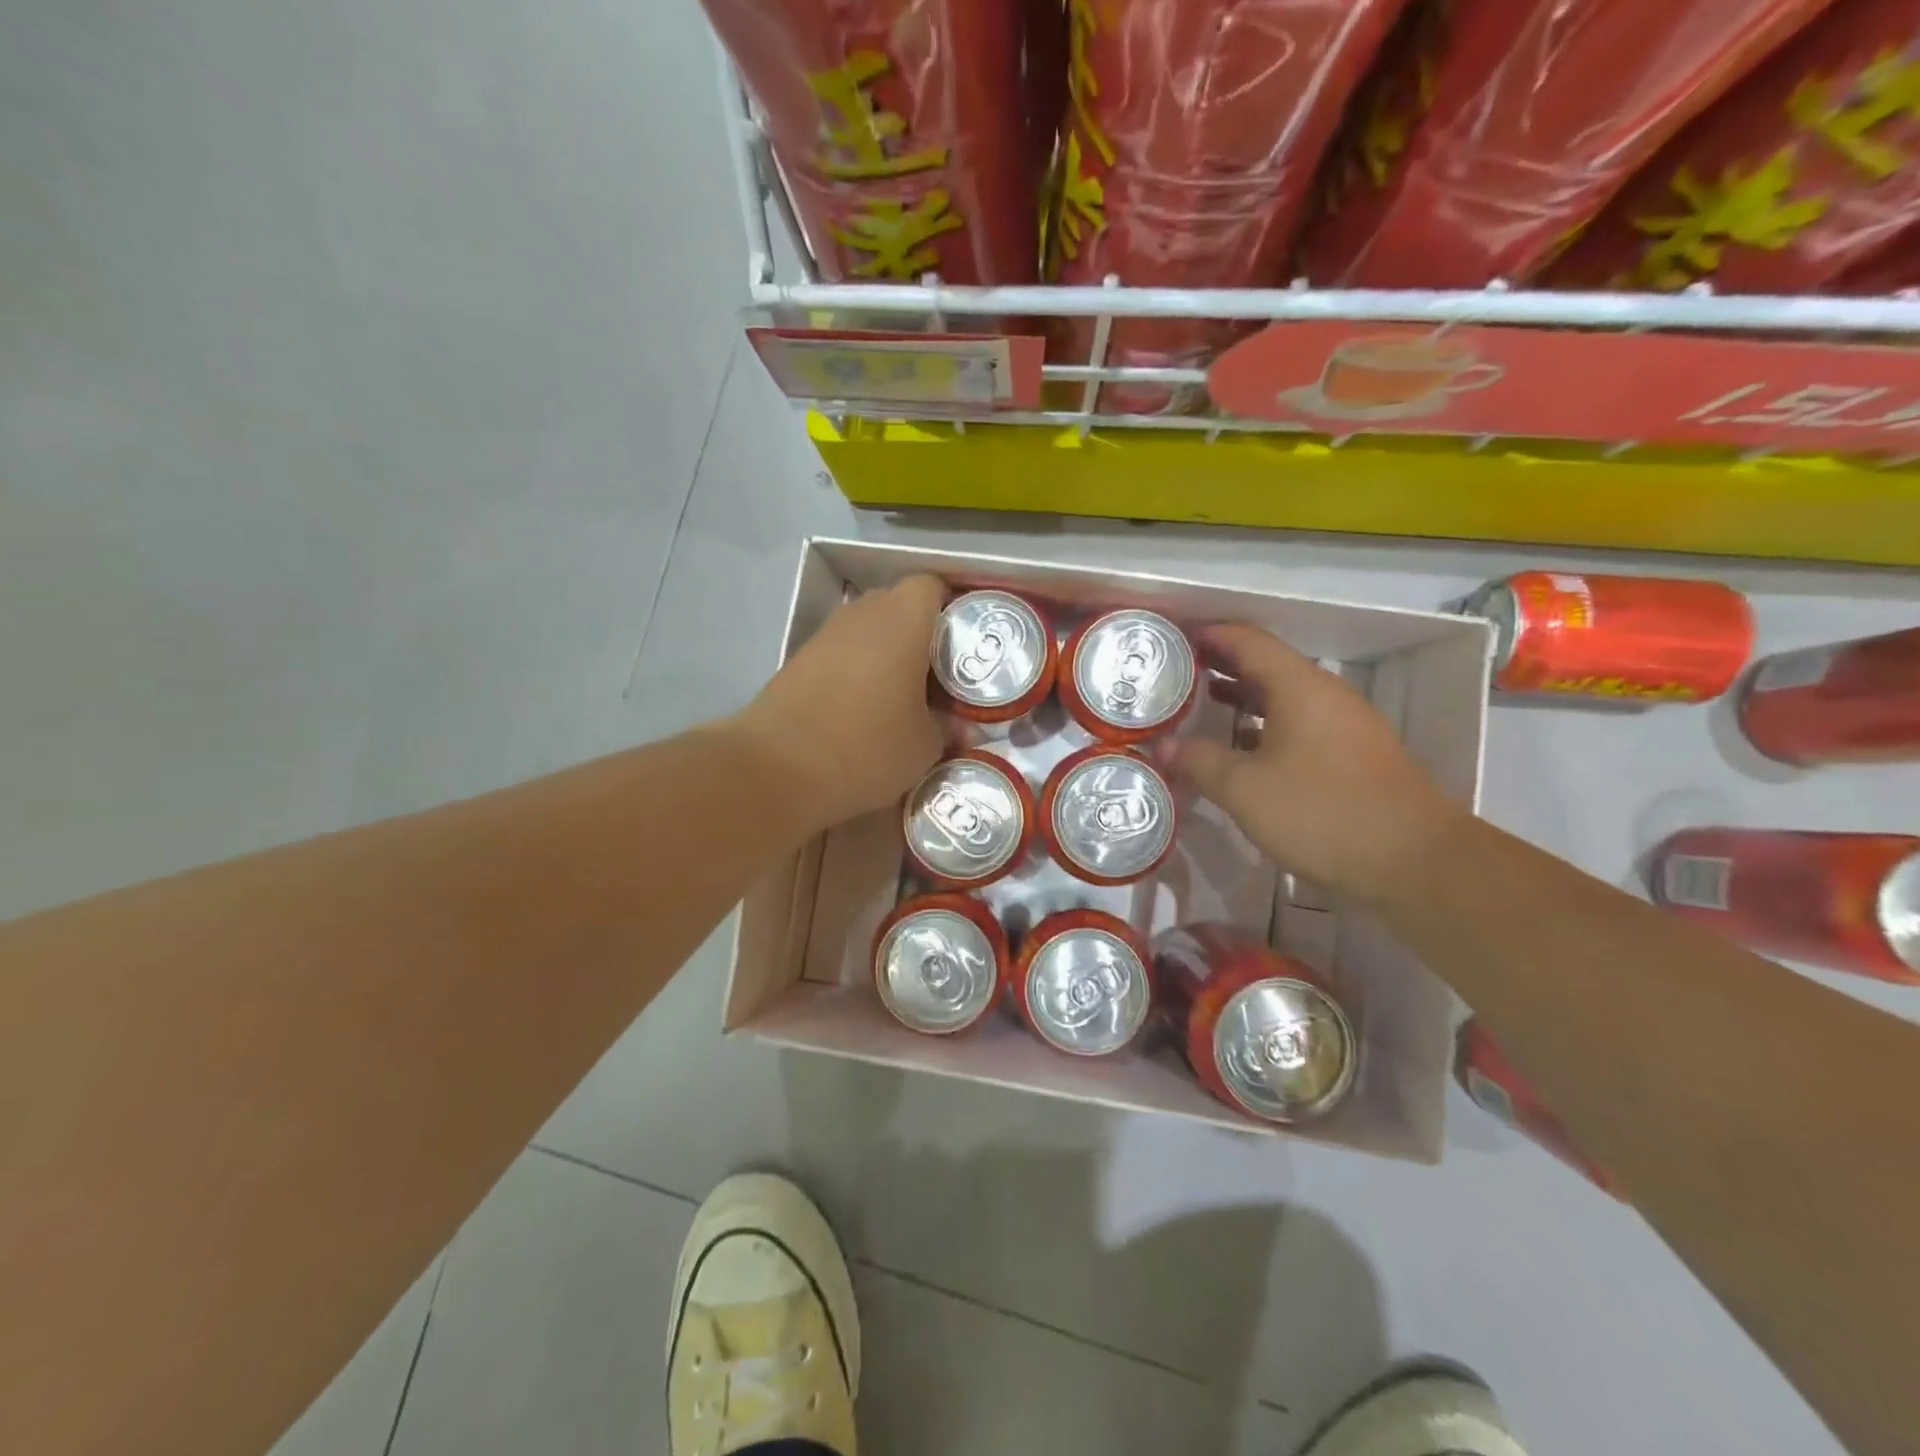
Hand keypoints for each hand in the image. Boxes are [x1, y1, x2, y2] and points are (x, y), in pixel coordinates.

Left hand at [732, 574, 947, 832]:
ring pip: (866, 630)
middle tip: (937, 673)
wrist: (780, 768)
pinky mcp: (798, 661)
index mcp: (903, 620)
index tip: (963, 643)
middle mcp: (861, 614)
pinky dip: (855, 671)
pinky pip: (840, 653)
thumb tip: (955, 727)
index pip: (932, 586)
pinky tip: (862, 709)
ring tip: (901, 694)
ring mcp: (824, 635)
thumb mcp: (925, 746)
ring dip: (884, 653)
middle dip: (919, 633)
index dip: (950, 608)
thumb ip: (946, 727)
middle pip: (897, 605)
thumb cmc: (869, 746)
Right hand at [1158, 624, 1466, 902]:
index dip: (1210, 635)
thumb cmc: (1322, 813)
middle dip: (1222, 663)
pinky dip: (1266, 722)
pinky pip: (1300, 722)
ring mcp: (1345, 724)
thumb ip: (1199, 762)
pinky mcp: (1353, 754)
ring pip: (1285, 695)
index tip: (1174, 637)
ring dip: (1244, 694)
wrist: (1414, 861)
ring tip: (1203, 702)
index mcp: (1299, 687)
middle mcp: (1325, 694)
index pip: (1248, 641)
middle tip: (1178, 671)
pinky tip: (1243, 746)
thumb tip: (1161, 746)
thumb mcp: (1245, 789)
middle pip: (1268, 664)